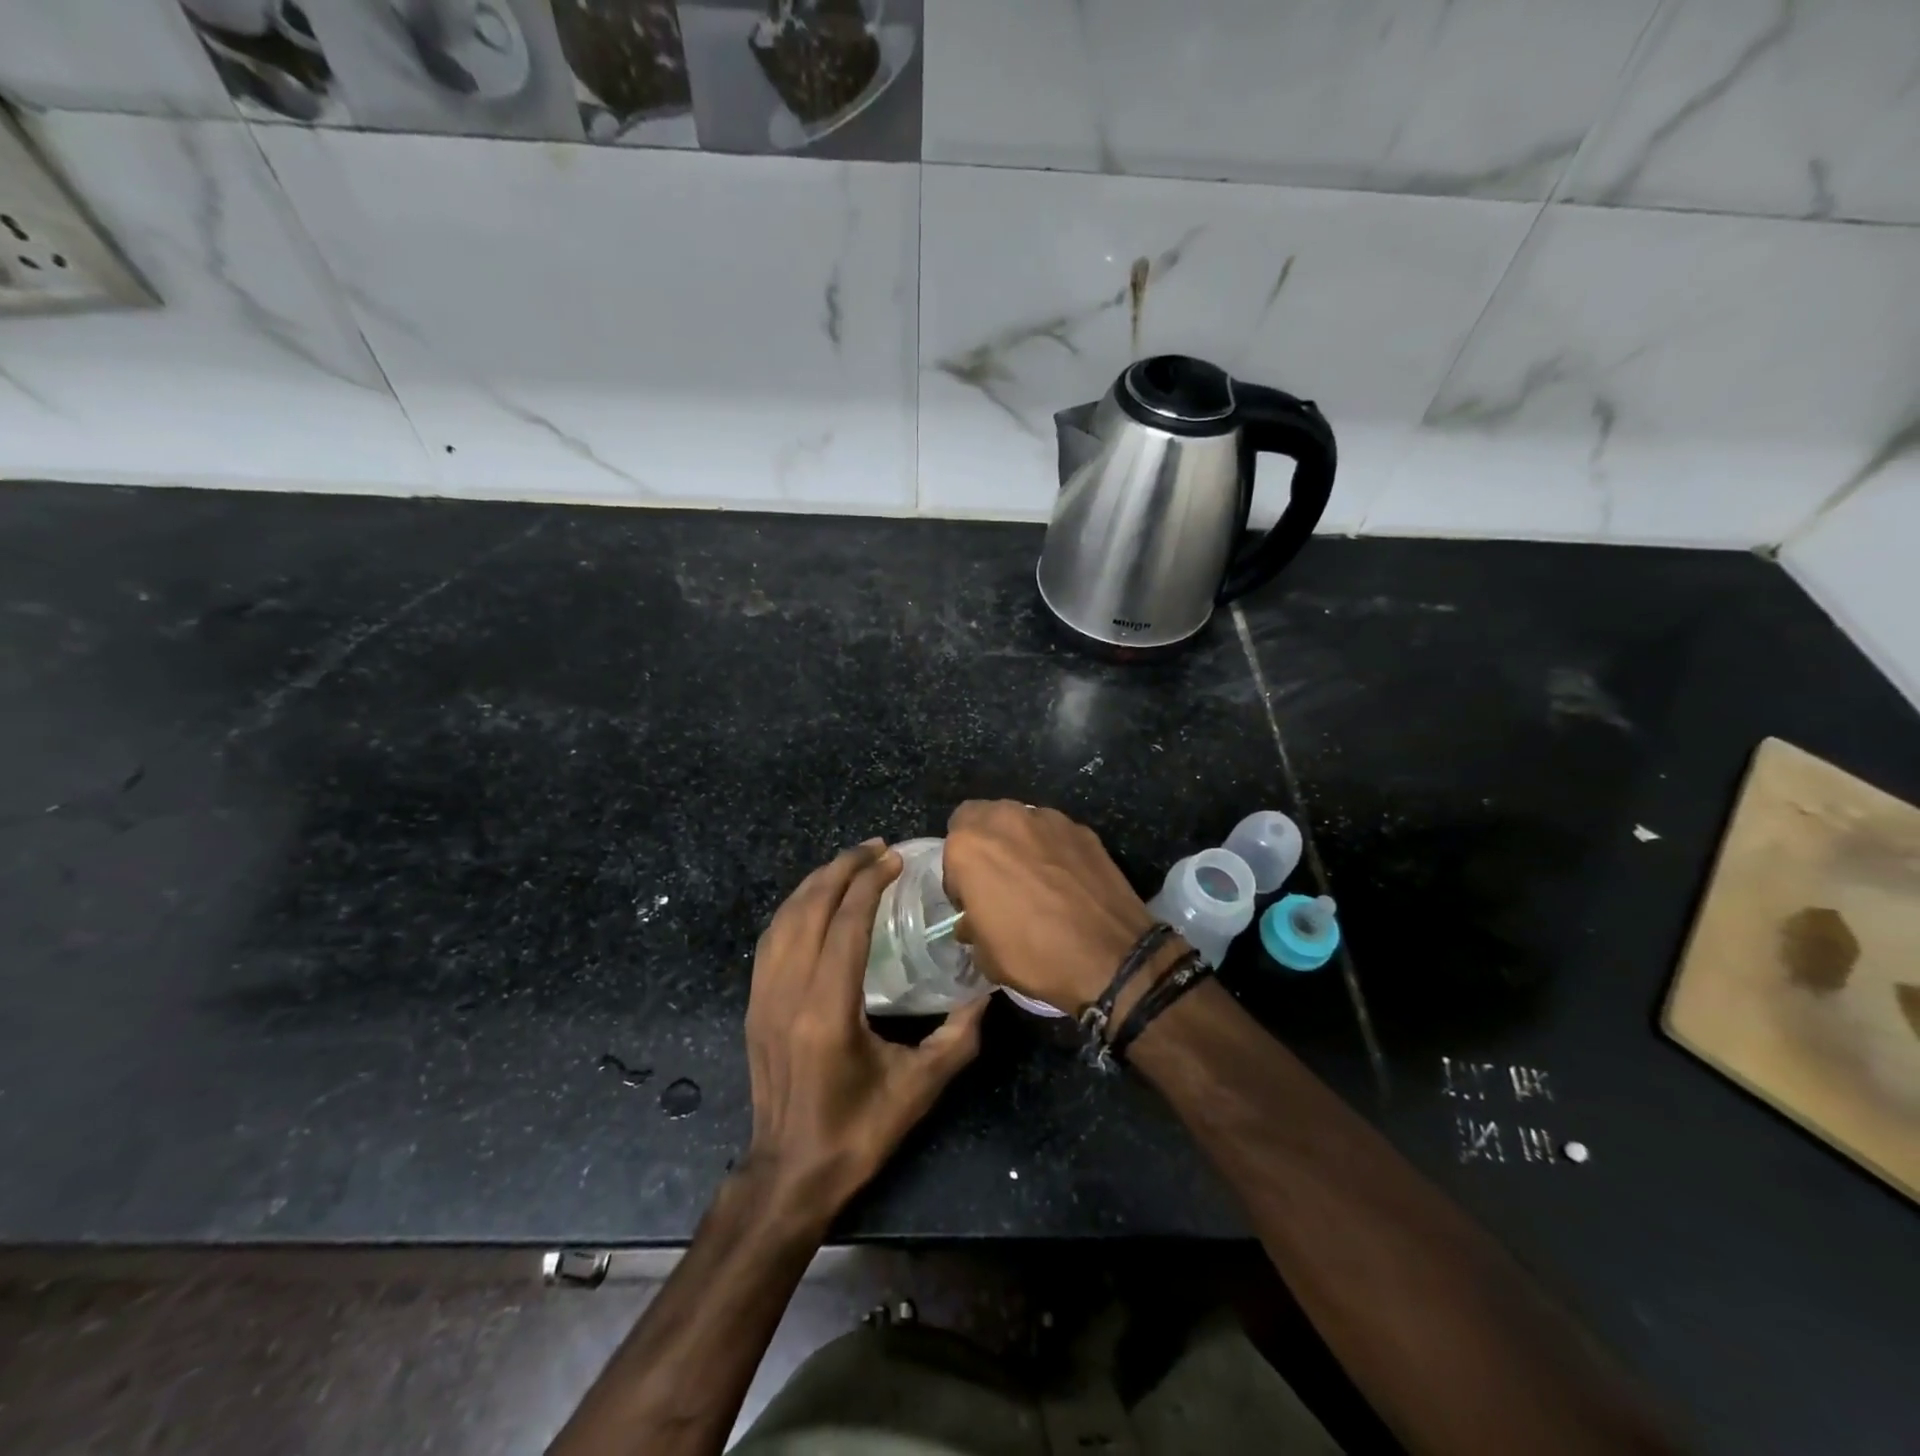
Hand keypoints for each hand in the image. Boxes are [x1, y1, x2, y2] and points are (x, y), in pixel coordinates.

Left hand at [741, 841, 987, 1225]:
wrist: (788, 1175)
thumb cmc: (856, 1133)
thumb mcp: (918, 1089)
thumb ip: (958, 1037)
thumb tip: (990, 993)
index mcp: (827, 1010)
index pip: (845, 924)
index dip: (869, 884)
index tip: (893, 859)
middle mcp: (788, 993)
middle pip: (809, 909)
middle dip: (842, 869)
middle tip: (875, 849)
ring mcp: (763, 997)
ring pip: (784, 919)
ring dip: (816, 883)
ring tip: (849, 863)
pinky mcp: (754, 1005)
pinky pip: (770, 939)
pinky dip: (794, 908)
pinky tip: (815, 901)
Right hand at [944, 801, 1162, 1013]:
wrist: (1110, 956)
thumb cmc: (1034, 955)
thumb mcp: (984, 954)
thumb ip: (972, 923)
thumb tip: (974, 920)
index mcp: (969, 846)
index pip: (951, 843)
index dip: (959, 874)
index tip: (972, 900)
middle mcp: (1005, 820)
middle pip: (983, 817)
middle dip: (985, 844)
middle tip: (997, 879)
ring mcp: (1047, 819)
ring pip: (1020, 820)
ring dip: (1018, 842)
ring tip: (1034, 877)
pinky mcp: (1082, 829)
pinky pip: (1054, 833)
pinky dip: (1052, 849)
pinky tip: (1065, 880)